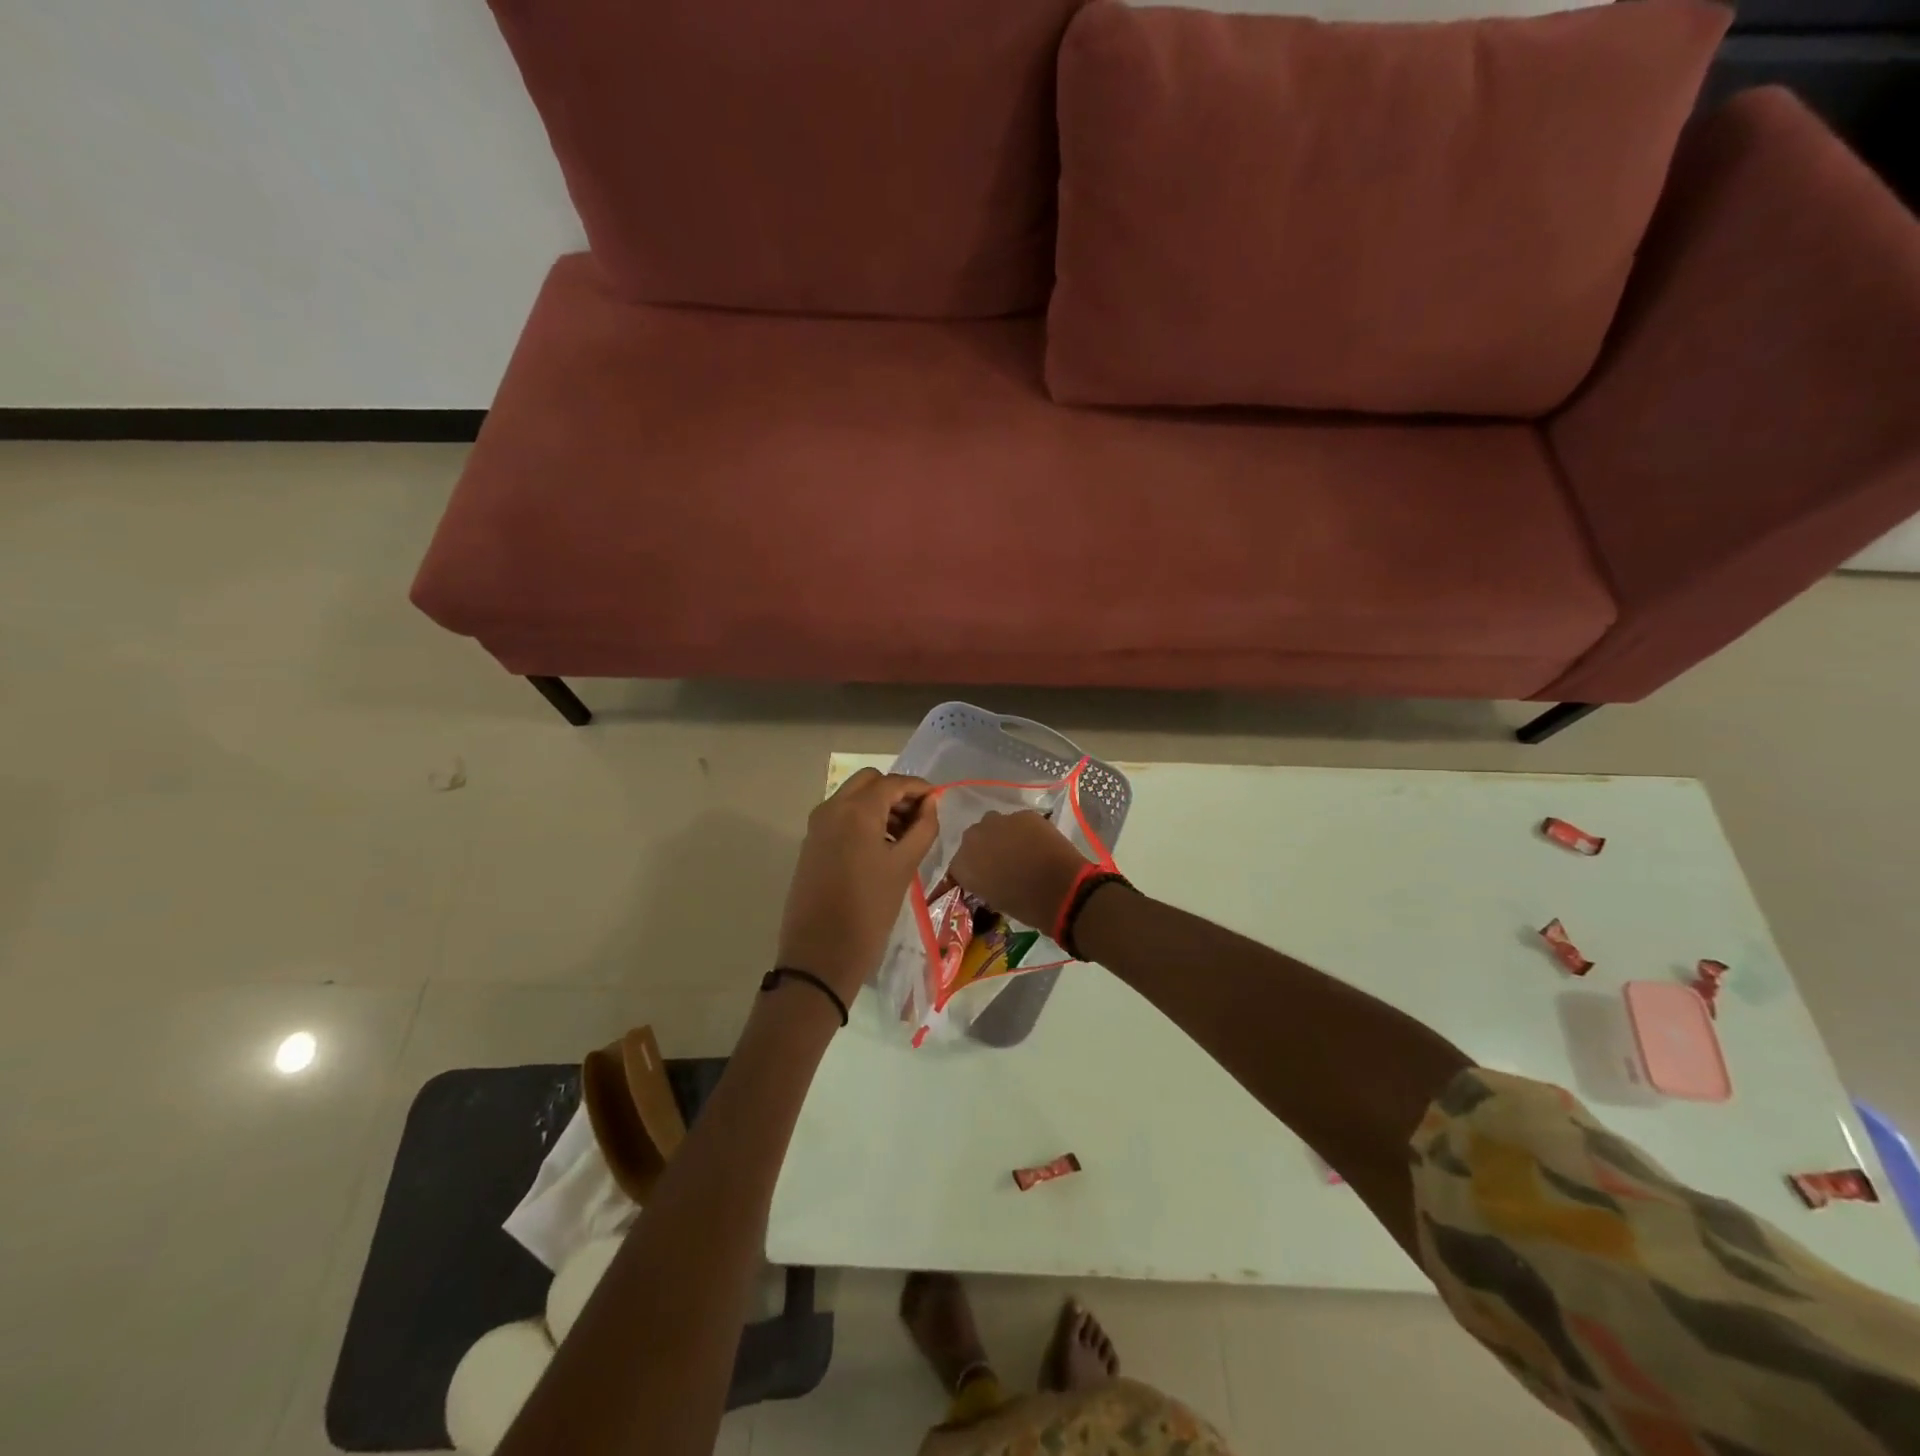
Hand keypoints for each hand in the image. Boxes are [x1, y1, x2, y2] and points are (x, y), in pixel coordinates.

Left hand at [776, 769, 939, 1003]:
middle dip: (896, 793)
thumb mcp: (904, 866)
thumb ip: (923, 828)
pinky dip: (862, 819)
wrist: (820, 954)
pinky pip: (840, 817)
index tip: (938, 802)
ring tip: (904, 837)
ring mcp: (817, 826)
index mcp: (856, 810)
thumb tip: (930, 804)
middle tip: (918, 818)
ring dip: (879, 805)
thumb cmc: (869, 910)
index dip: (919, 788)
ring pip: (853, 797)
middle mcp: (832, 808)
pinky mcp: (811, 844)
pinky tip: (880, 848)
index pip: (893, 783)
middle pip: (869, 782)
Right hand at [946, 811, 1091, 931]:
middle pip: (973, 840)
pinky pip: (1017, 822)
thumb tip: (987, 877)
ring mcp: (1000, 822)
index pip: (957, 866)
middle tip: (1000, 863)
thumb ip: (982, 883)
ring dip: (1001, 836)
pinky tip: (1036, 843)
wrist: (1062, 888)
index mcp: (963, 864)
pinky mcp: (1024, 815)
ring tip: (1018, 850)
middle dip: (984, 849)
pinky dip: (1023, 831)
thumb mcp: (994, 900)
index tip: (980, 879)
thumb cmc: (1026, 905)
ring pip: (994, 825)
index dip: (970, 872)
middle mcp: (974, 838)